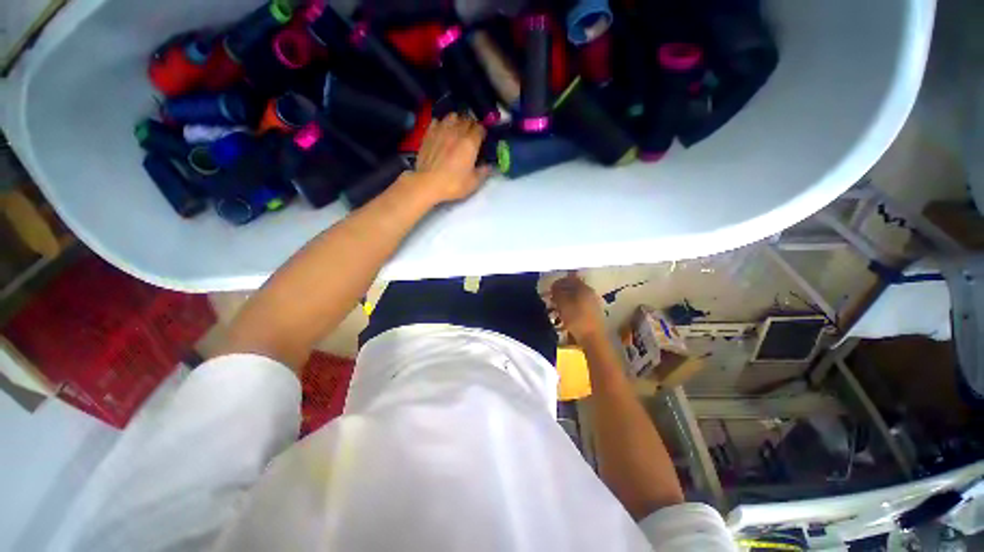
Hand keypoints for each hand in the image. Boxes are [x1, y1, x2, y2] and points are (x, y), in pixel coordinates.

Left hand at [414, 114, 490, 203]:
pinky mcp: (429, 134)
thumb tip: (489, 166)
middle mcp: (456, 132)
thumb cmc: (453, 184)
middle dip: (471, 125)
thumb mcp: (473, 183)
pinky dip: (442, 123)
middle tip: (472, 135)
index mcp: (470, 143)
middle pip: (467, 120)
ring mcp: (441, 131)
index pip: (480, 128)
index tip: (483, 139)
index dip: (483, 132)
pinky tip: (442, 131)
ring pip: (452, 116)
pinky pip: (437, 121)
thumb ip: (483, 172)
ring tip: (458, 129)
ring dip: (457, 121)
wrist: (427, 184)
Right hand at [550, 273, 606, 343]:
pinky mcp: (593, 315)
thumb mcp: (563, 304)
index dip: (558, 283)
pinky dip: (570, 309)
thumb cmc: (577, 319)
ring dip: (565, 302)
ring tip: (555, 310)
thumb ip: (557, 293)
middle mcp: (590, 293)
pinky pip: (579, 307)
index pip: (569, 279)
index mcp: (584, 288)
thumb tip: (554, 287)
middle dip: (561, 293)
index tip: (549, 290)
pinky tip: (564, 317)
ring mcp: (593, 304)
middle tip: (551, 300)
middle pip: (573, 289)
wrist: (593, 339)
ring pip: (576, 299)